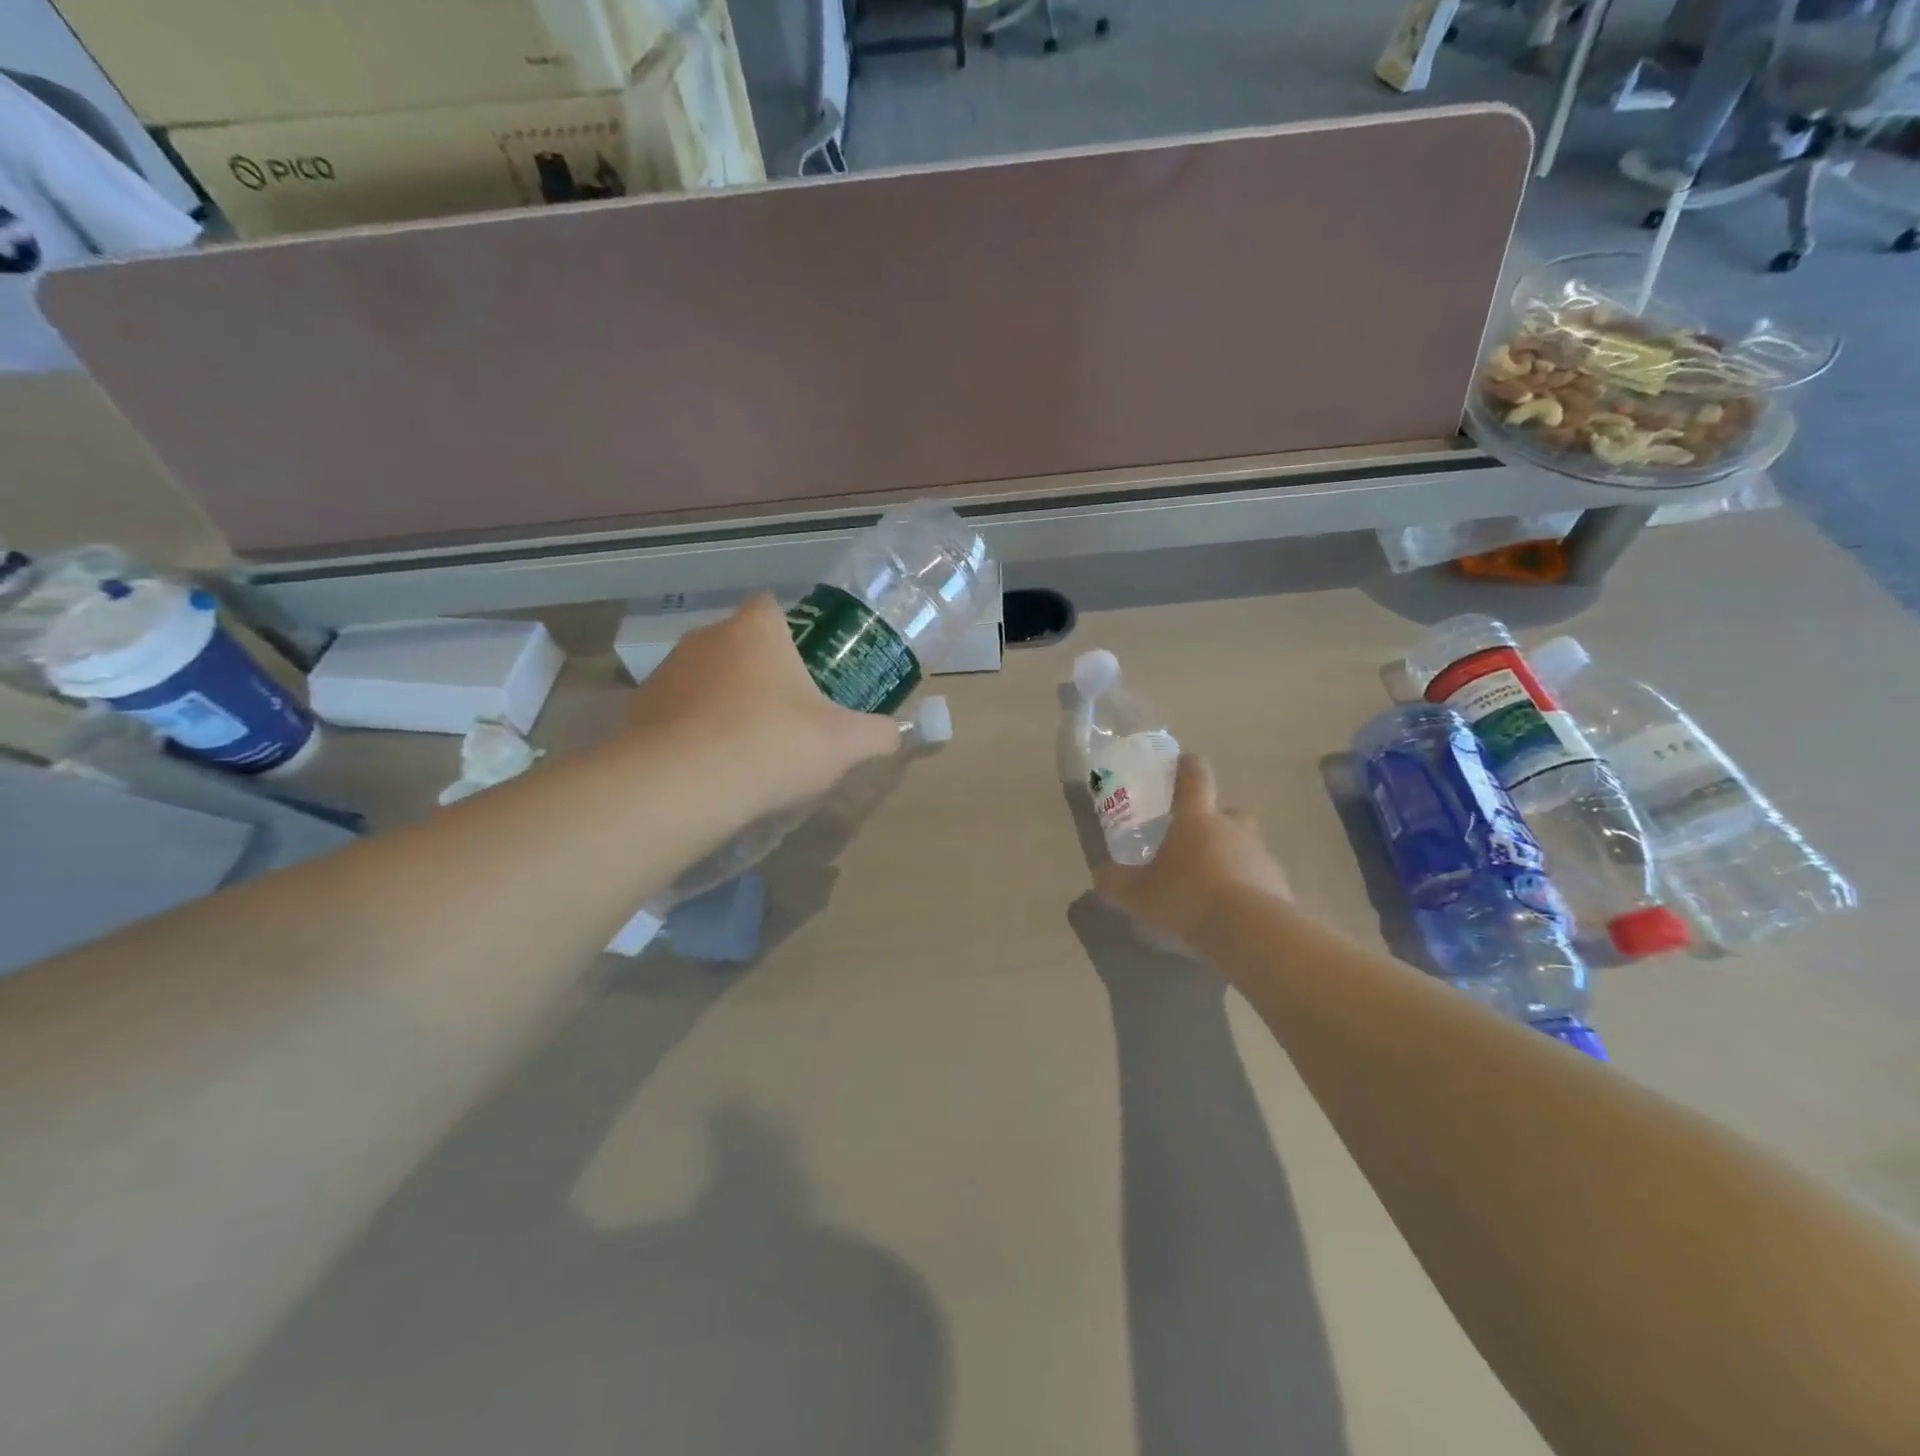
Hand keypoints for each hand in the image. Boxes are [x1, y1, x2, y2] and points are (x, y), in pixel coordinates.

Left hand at [623, 594, 901, 821]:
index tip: (805, 669)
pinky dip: (692, 731)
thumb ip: (878, 734)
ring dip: (723, 701)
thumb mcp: (845, 744)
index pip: (771, 607)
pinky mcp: (639, 710)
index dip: (790, 634)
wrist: (682, 787)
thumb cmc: (773, 745)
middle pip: (739, 644)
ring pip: (705, 678)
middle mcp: (706, 638)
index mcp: (756, 631)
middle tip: (784, 715)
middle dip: (759, 673)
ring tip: (745, 748)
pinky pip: (676, 712)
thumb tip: (895, 734)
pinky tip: (709, 767)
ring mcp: (667, 673)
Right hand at [1094, 755, 1291, 954]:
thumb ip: (1115, 883)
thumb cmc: (1186, 897)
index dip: (1188, 767)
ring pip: (1245, 846)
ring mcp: (1260, 856)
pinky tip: (1230, 913)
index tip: (1183, 761)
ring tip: (1209, 886)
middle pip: (1227, 812)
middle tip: (1194, 841)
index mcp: (1197, 819)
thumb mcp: (1137, 894)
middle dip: (1214, 821)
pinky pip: (1259, 879)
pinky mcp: (1279, 886)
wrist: (1249, 933)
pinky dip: (1246, 889)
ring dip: (1229, 858)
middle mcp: (1232, 828)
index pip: (1195, 778)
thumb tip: (1100, 876)